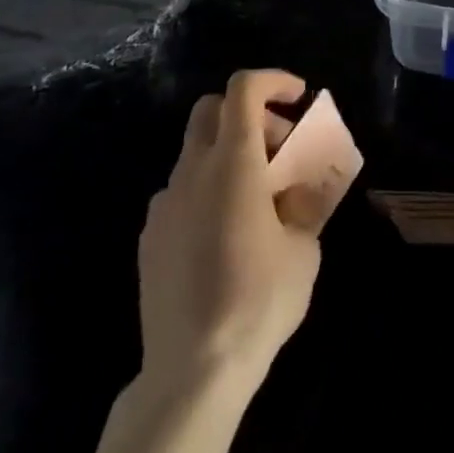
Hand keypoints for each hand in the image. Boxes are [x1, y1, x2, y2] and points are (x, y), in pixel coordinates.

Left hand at [137, 69, 324, 395]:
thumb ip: (302, 203)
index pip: (244, 89)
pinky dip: (207, 190)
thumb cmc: (258, 300)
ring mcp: (165, 203)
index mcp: (233, 162)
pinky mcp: (150, 236)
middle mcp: (192, 170)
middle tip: (279, 147)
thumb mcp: (303, 248)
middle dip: (249, 114)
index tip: (298, 97)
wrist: (192, 371)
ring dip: (228, 155)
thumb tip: (297, 188)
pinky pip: (181, 192)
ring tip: (257, 200)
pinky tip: (225, 236)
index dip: (273, 80)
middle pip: (211, 109)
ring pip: (195, 152)